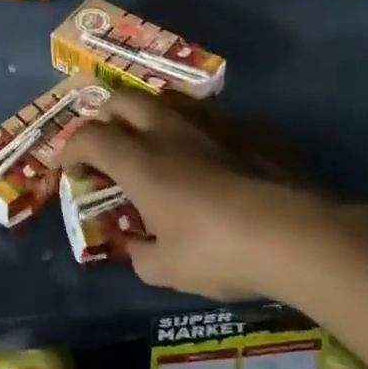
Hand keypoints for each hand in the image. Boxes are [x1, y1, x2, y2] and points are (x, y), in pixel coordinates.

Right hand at [58, 91, 367, 303]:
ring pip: (165, 99)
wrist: (298, 234)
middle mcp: (167, 131)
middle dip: (104, 117)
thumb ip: (140, 254)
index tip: (69, 167)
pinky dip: (191, 127)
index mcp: (138, 161)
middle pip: (122, 101)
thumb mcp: (167, 269)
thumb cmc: (219, 252)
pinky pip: (206, 114)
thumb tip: (135, 246)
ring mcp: (210, 124)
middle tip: (105, 142)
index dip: (70, 149)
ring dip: (147, 114)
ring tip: (151, 140)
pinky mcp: (247, 129)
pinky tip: (204, 152)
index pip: (88, 137)